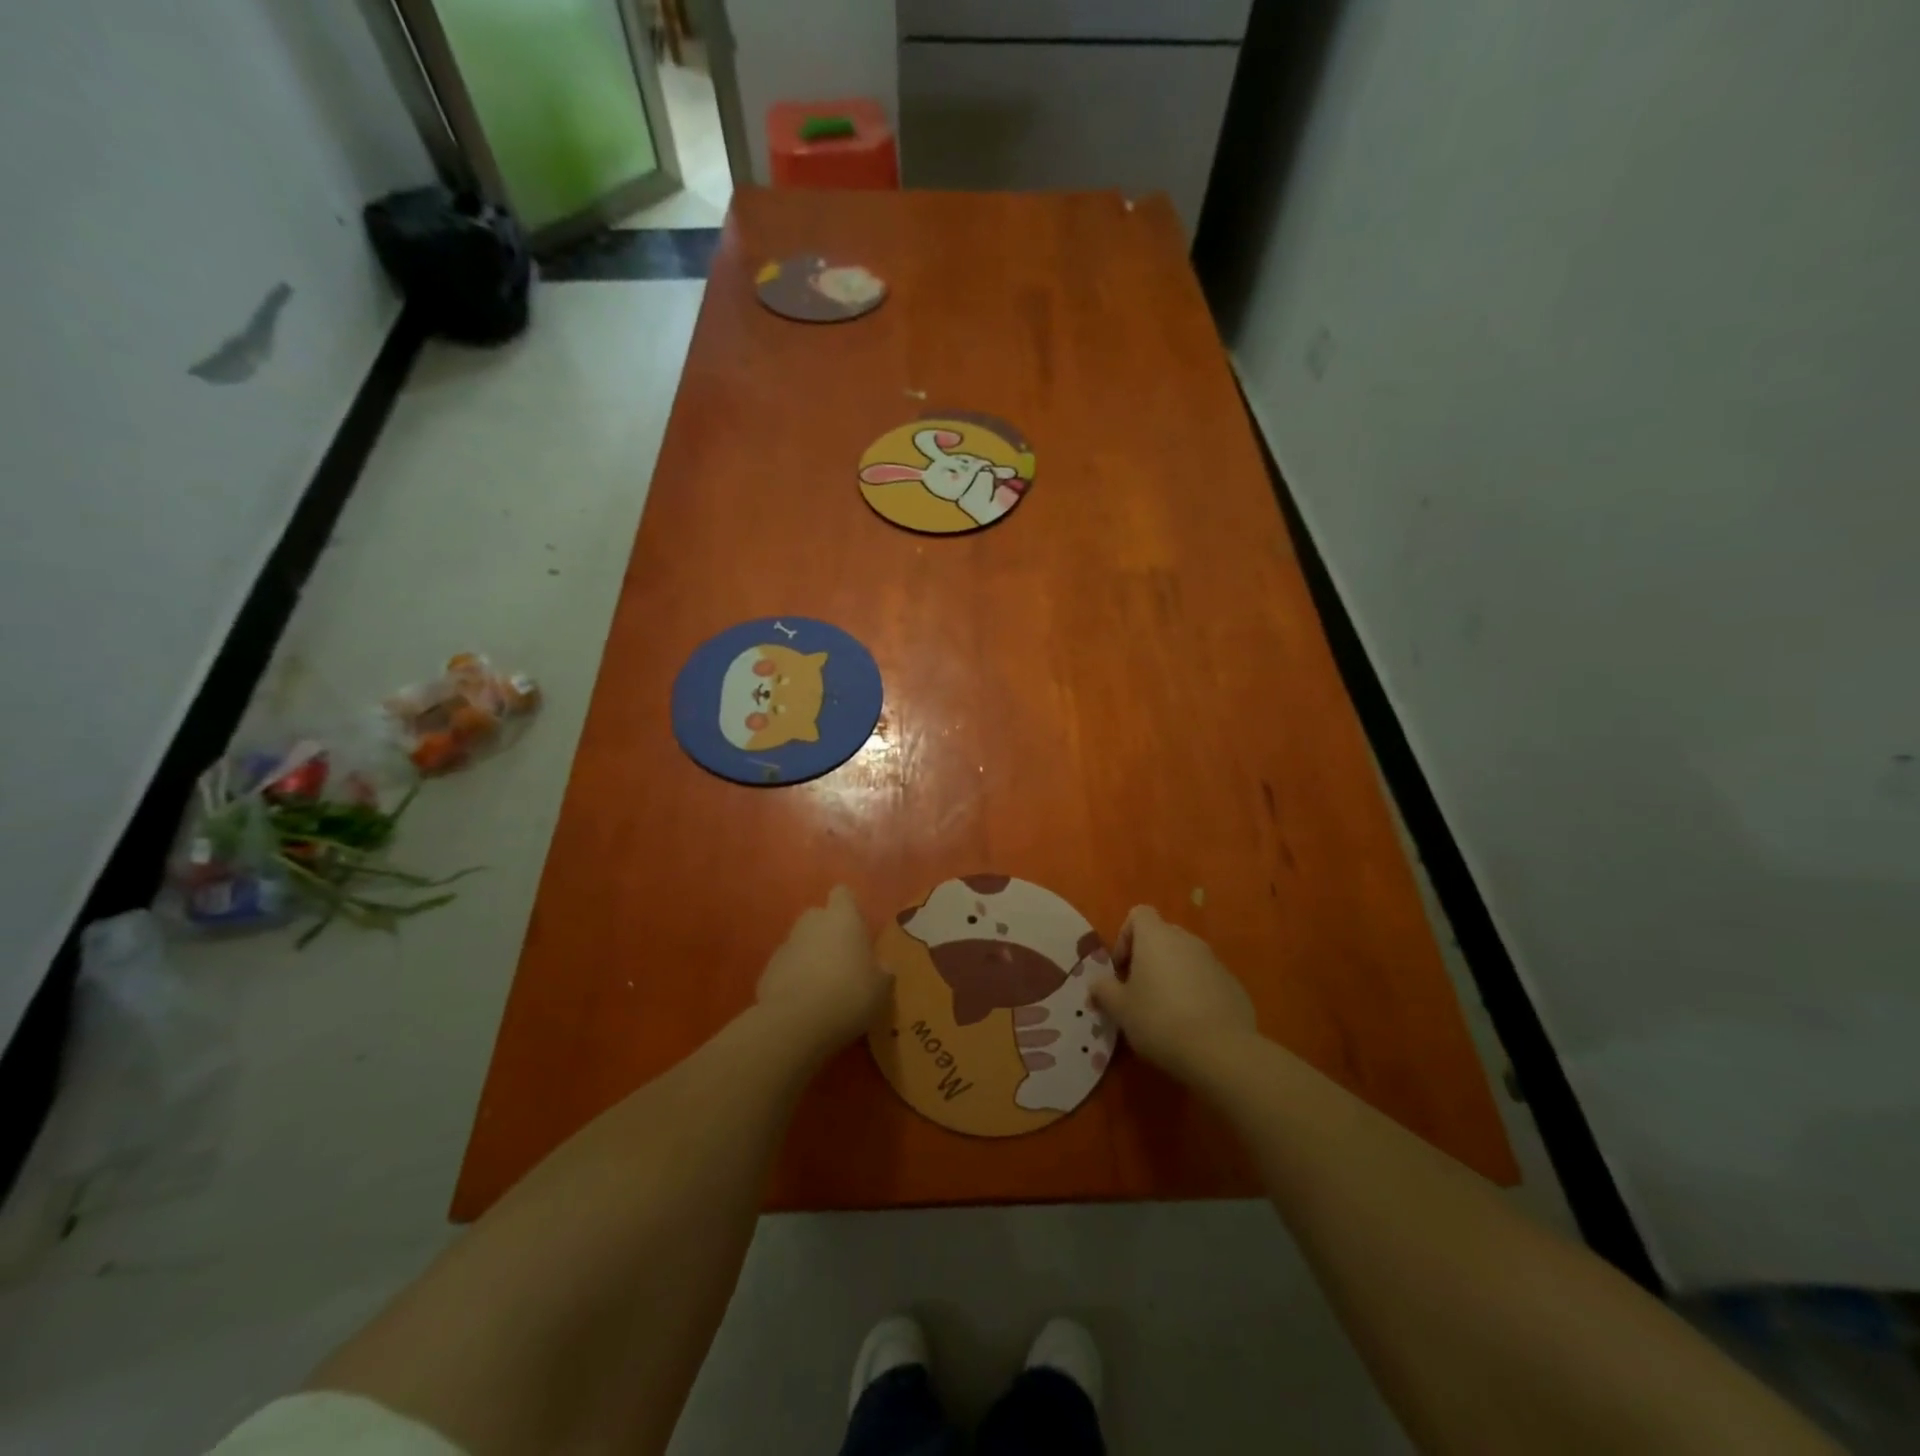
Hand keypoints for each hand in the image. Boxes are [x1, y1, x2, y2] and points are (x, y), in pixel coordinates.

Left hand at [756, 886, 889, 1053]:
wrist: (795, 1023)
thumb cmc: (849, 994)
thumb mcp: (880, 987)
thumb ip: (881, 970)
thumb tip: (880, 967)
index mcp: (843, 918)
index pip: (843, 894)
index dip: (849, 907)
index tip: (857, 927)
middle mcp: (812, 922)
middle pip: (819, 916)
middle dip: (828, 932)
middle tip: (843, 959)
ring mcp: (786, 945)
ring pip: (801, 942)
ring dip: (810, 956)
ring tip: (824, 986)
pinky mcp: (767, 971)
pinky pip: (786, 967)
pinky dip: (794, 978)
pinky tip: (804, 1002)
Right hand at [1092, 906, 1255, 1078]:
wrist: (1221, 1051)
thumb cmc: (1159, 1020)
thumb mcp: (1120, 1009)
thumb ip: (1104, 991)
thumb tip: (1097, 984)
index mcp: (1156, 937)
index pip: (1138, 914)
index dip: (1125, 937)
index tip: (1122, 969)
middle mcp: (1186, 940)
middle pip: (1162, 936)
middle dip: (1148, 958)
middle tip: (1139, 992)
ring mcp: (1214, 961)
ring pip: (1185, 958)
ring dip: (1173, 975)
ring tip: (1166, 1012)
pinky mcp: (1233, 984)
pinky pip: (1206, 979)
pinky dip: (1196, 992)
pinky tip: (1192, 1024)